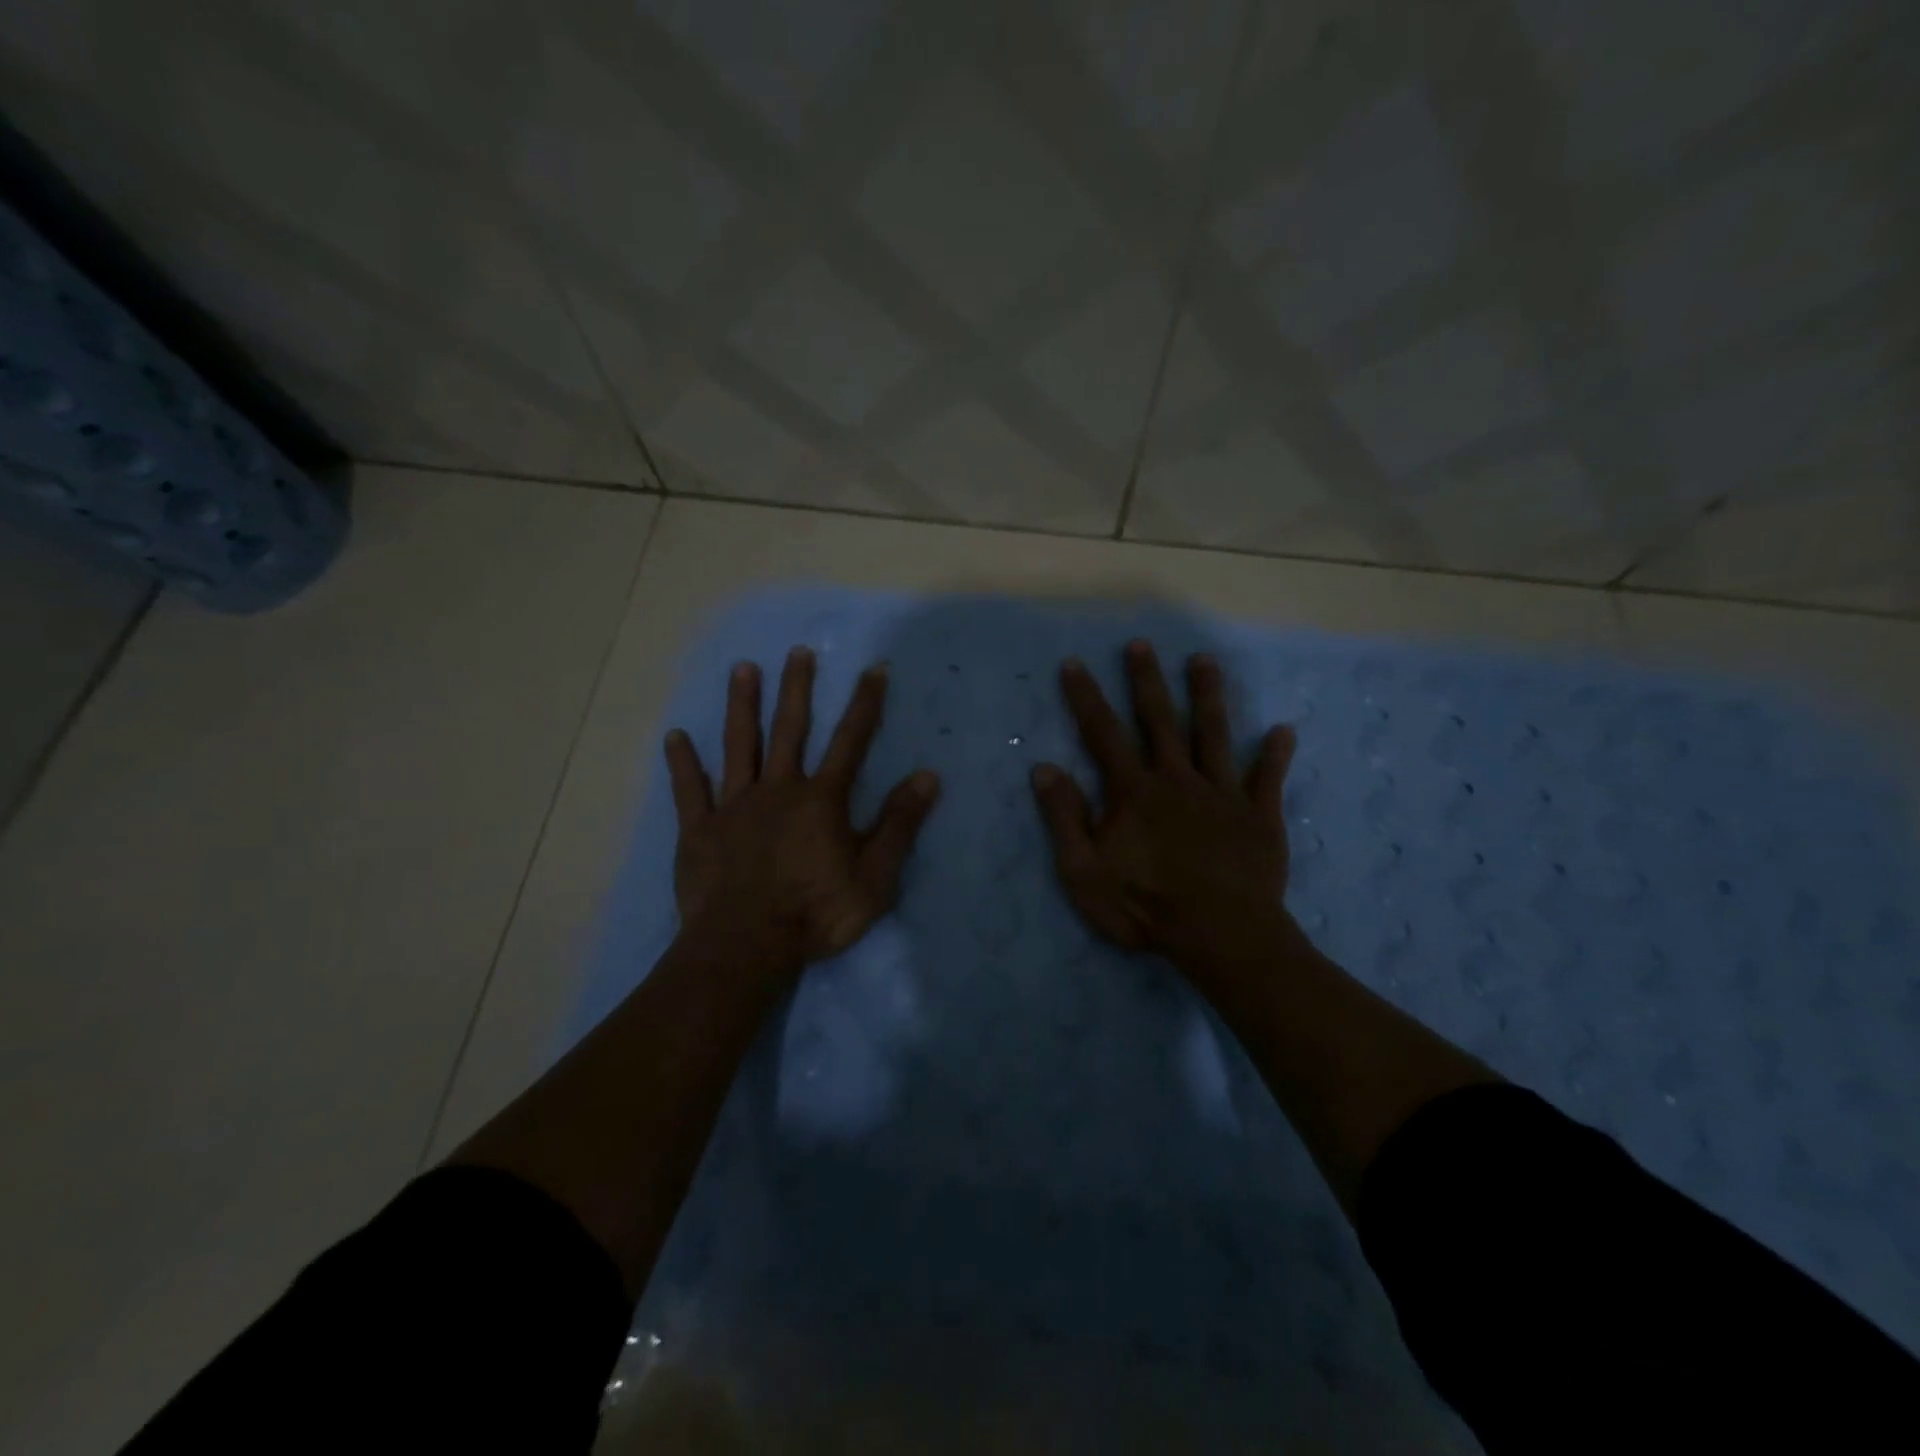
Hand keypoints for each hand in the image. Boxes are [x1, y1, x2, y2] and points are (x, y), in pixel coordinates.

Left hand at [663, 647, 939, 970]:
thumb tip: (929, 776)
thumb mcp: (875, 875)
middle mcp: (778, 790)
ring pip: (739, 746)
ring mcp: (734, 806)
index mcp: (821, 800)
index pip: (851, 741)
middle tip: (798, 651)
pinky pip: (689, 790)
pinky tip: (675, 736)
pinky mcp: (700, 829)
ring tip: (743, 669)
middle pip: (790, 730)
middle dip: (797, 689)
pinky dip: (682, 763)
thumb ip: (900, 823)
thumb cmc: (817, 912)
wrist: (747, 945)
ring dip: (742, 706)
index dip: (865, 704)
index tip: (873, 668)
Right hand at [1031, 640, 1297, 983]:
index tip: (1074, 663)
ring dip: (1208, 696)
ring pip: (1214, 734)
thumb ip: (1064, 817)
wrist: (1221, 936)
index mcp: (1134, 791)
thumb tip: (1043, 768)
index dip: (1086, 697)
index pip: (1103, 733)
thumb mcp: (1083, 871)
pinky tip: (1283, 730)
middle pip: (1160, 720)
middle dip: (1146, 680)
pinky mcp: (1259, 816)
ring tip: (1204, 661)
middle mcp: (1177, 779)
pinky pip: (1268, 779)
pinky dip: (1275, 754)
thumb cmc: (1144, 907)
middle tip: (1141, 644)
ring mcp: (1222, 794)